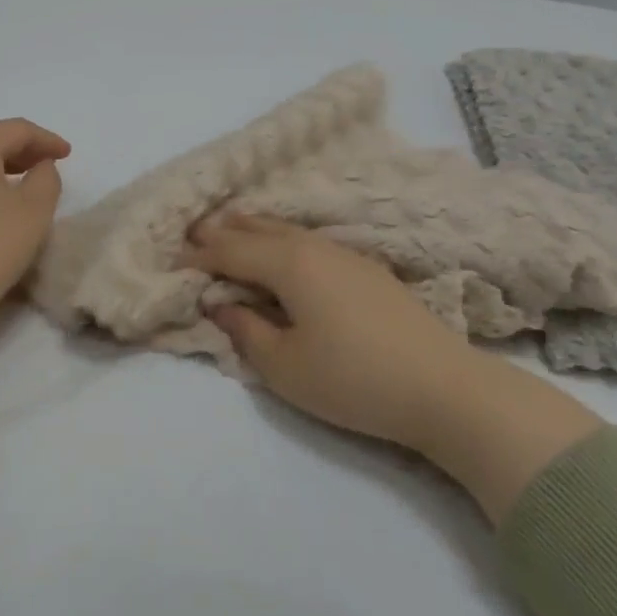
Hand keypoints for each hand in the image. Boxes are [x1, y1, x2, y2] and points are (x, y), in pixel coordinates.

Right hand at [185, 215, 473, 450]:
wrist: (444, 388)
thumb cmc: (353, 379)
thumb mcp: (284, 366)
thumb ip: (245, 329)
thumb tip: (220, 302)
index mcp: (289, 264)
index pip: (231, 252)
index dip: (199, 257)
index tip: (172, 262)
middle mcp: (315, 248)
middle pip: (260, 230)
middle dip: (225, 231)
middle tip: (195, 231)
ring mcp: (347, 256)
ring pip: (289, 232)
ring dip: (256, 230)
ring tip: (234, 228)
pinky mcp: (369, 271)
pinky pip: (310, 243)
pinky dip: (284, 240)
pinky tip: (287, 251)